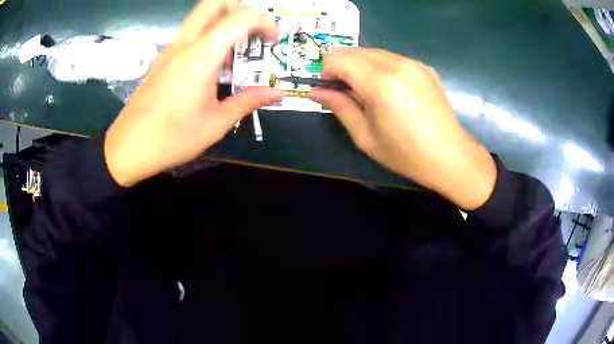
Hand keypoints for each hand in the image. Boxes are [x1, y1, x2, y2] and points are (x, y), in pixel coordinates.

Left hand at [105, 0, 280, 186]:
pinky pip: (190, 33)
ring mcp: (170, 49)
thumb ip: (247, 101)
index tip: (273, 40)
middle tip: (252, 31)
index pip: (239, 18)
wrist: (128, 148)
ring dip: (224, 20)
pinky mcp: (163, 58)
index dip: (264, 22)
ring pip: (201, 15)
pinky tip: (213, 64)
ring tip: (237, 48)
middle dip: (241, 8)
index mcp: (200, 57)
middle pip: (215, 3)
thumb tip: (276, 93)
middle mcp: (184, 44)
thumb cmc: (171, 139)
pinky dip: (209, 35)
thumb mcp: (215, 124)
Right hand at [310, 49, 496, 209]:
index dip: (327, 73)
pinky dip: (381, 67)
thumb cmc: (405, 153)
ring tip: (371, 94)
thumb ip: (339, 107)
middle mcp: (395, 63)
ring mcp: (412, 62)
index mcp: (378, 81)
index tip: (333, 92)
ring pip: (372, 51)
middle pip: (353, 50)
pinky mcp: (424, 67)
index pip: (337, 58)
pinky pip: (392, 57)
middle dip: (342, 68)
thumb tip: (316, 92)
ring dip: (361, 66)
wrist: (450, 156)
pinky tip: (392, 91)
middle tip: (350, 94)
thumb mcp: (365, 136)